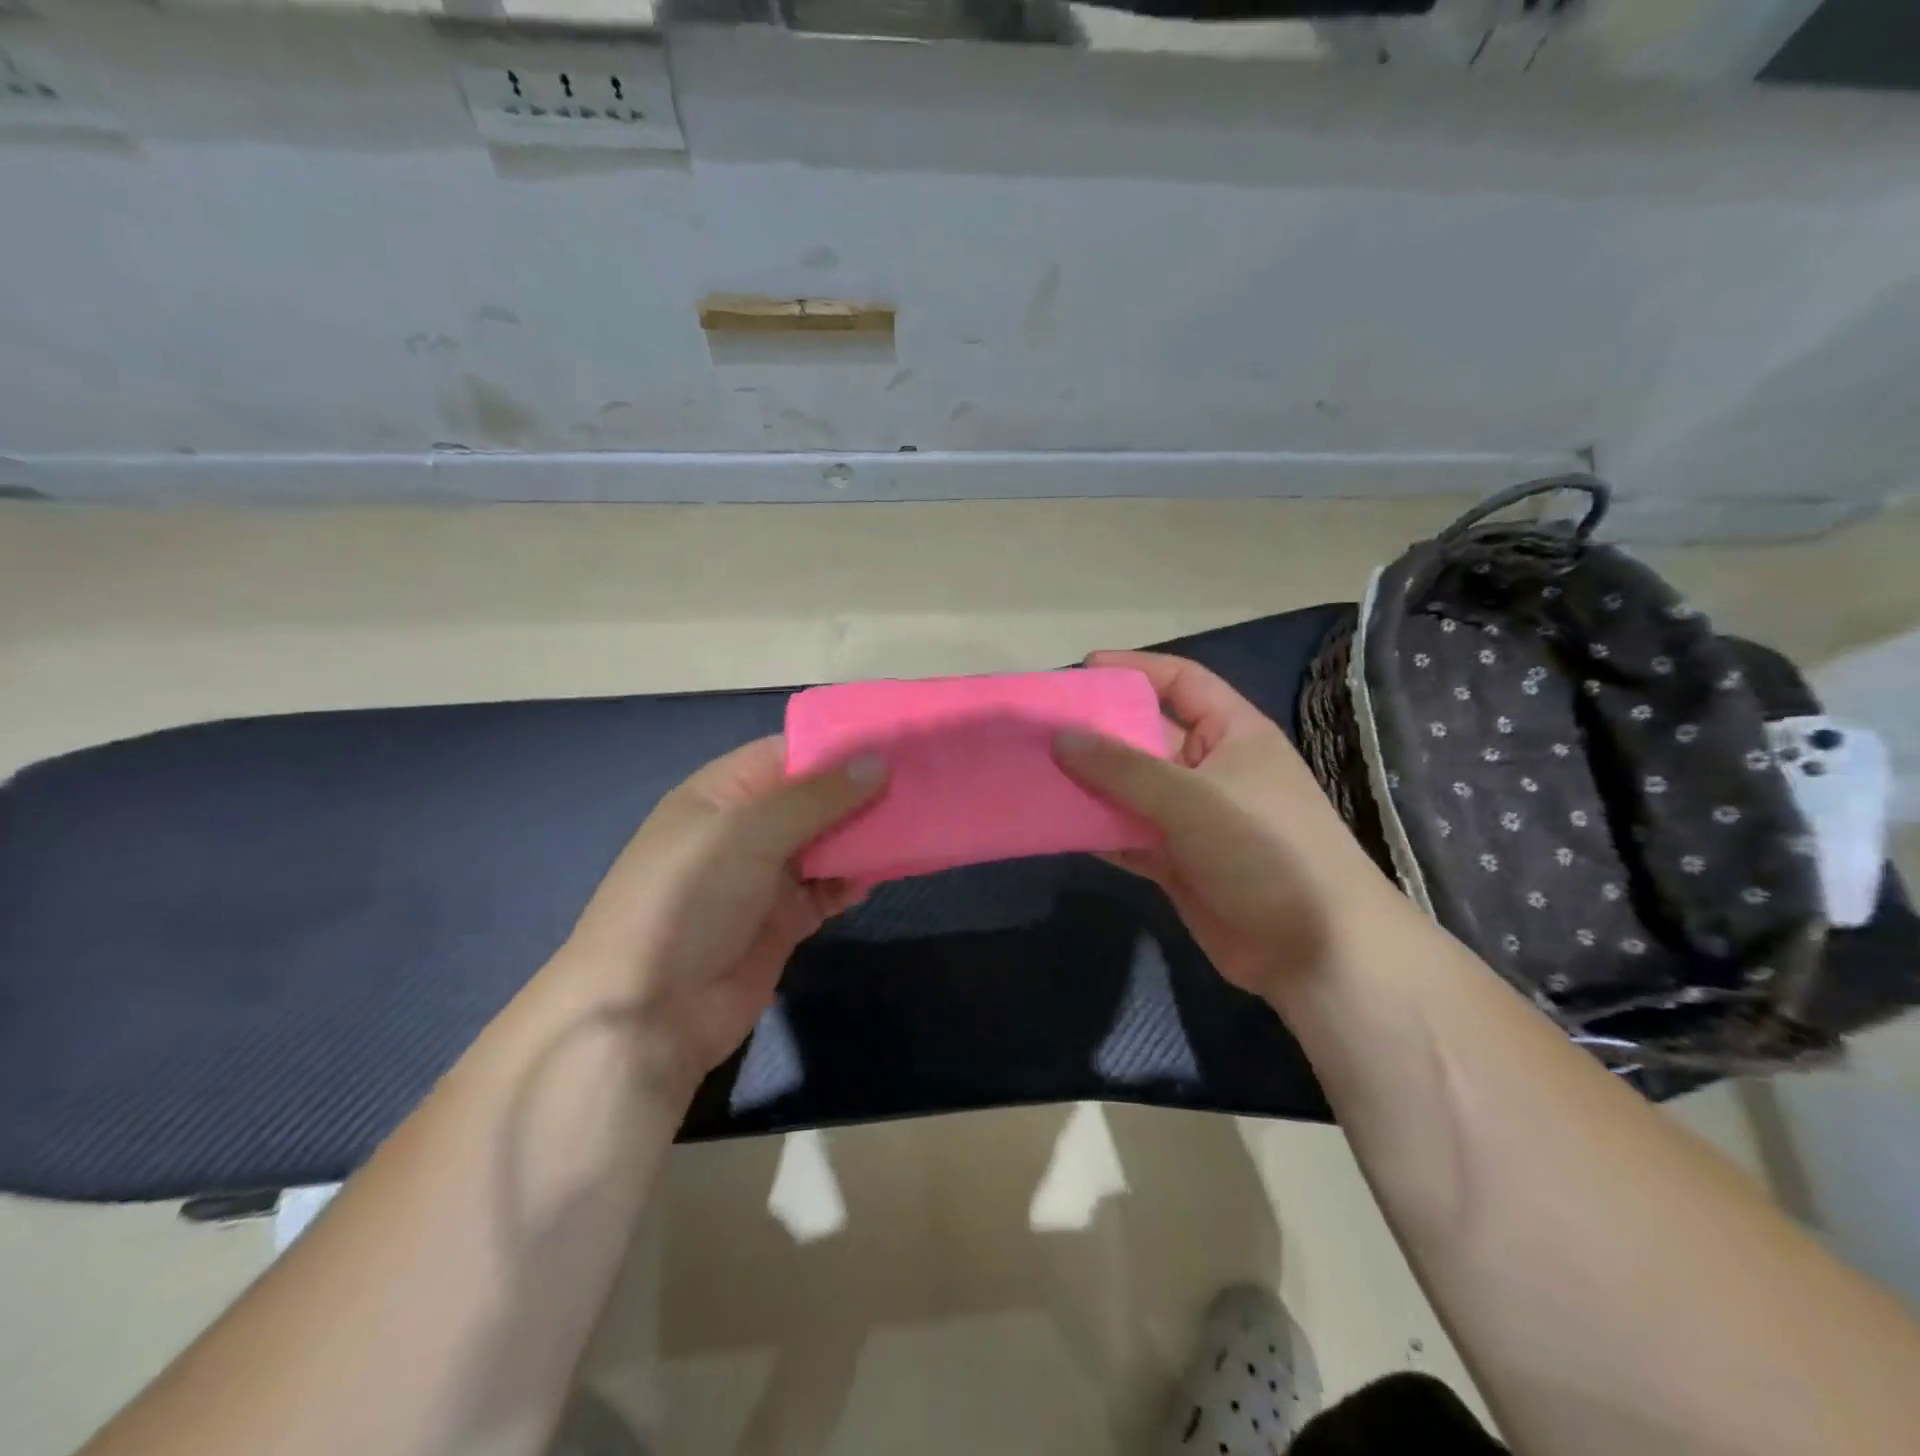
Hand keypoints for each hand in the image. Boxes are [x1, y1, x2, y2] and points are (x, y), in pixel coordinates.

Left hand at [557, 737, 884, 1092]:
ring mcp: (764, 877)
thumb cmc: (689, 899)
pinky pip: (827, 889)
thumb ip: (815, 796)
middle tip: (923, 781)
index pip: (787, 752)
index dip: (838, 745)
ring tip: (916, 822)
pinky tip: (880, 874)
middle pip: (813, 798)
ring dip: (863, 835)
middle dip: (860, 790)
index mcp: (723, 793)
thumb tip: (876, 762)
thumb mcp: (747, 832)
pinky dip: (852, 881)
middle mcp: (746, 829)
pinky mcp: (783, 921)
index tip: (897, 739)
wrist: (648, 1013)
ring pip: (826, 843)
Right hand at [1055, 650, 1397, 998]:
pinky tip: (1058, 825)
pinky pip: (1128, 835)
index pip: (1182, 682)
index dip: (1136, 670)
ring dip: (1089, 784)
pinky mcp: (1176, 861)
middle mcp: (1210, 769)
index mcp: (1232, 733)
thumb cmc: (1264, 849)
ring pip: (1130, 790)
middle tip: (1040, 728)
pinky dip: (1098, 831)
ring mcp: (1192, 818)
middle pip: (1146, 737)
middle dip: (1097, 732)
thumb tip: (1061, 737)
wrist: (1314, 951)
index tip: (1083, 670)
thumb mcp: (1192, 798)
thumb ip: (1123, 769)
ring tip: (1034, 773)